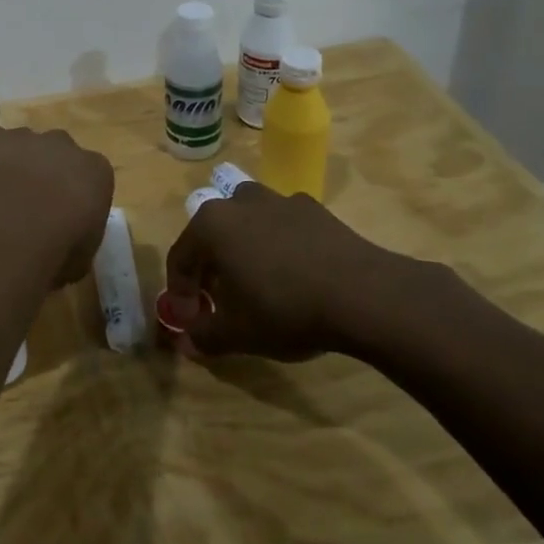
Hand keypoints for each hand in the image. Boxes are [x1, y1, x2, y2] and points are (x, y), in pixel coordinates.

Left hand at [0, 80, 114, 285]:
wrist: (21, 224)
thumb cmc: (61, 245)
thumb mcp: (81, 255)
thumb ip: (75, 242)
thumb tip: (64, 247)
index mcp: (96, 171)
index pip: (90, 180)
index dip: (75, 203)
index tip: (64, 225)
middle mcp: (64, 146)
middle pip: (57, 156)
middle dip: (48, 176)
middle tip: (33, 208)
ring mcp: (26, 139)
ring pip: (24, 144)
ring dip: (17, 161)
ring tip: (4, 192)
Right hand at [157, 182, 460, 363]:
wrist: (363, 294)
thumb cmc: (285, 309)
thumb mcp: (237, 333)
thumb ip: (205, 336)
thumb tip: (187, 343)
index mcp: (210, 225)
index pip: (180, 258)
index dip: (180, 293)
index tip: (190, 320)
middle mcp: (239, 202)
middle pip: (211, 236)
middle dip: (210, 269)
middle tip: (219, 302)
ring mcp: (279, 201)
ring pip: (247, 225)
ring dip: (244, 251)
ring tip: (256, 284)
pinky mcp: (314, 210)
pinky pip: (283, 227)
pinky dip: (279, 246)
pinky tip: (295, 276)